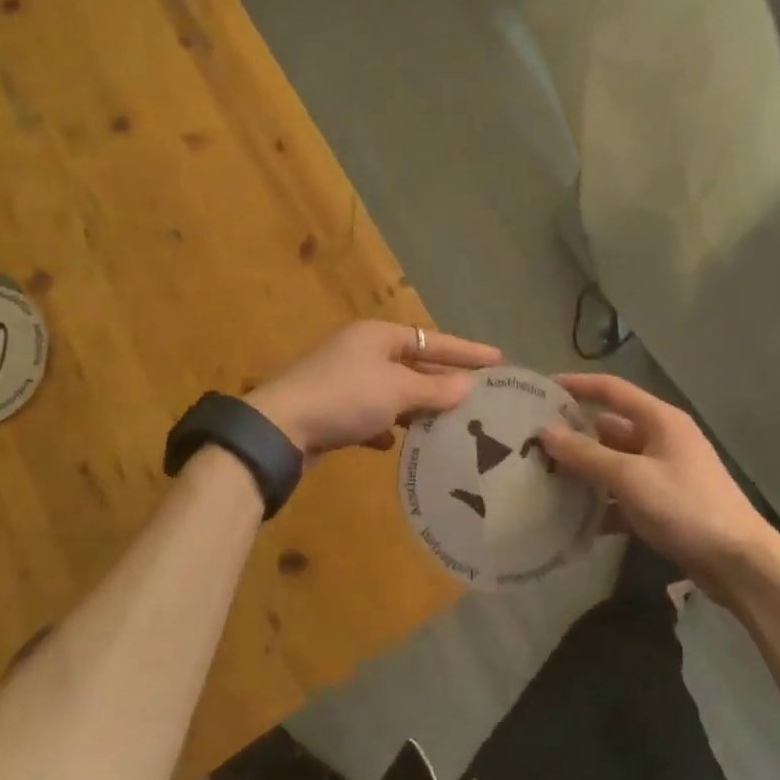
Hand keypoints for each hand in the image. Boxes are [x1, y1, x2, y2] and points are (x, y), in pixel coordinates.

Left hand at [248, 321, 501, 457]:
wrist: (280, 429)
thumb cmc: (345, 398)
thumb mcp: (396, 391)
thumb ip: (434, 389)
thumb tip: (468, 386)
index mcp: (378, 336)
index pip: (433, 340)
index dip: (467, 351)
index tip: (499, 359)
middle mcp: (362, 352)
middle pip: (413, 364)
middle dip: (442, 381)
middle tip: (478, 395)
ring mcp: (345, 380)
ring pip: (392, 391)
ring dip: (417, 407)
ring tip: (448, 423)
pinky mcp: (333, 410)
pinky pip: (370, 415)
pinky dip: (386, 427)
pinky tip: (396, 443)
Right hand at [540, 372, 779, 595]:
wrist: (741, 565)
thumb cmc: (686, 507)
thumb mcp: (631, 478)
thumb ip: (587, 455)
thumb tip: (545, 432)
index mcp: (660, 420)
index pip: (611, 389)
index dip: (577, 385)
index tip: (541, 389)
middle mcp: (662, 440)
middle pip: (610, 428)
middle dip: (574, 434)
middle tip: (533, 441)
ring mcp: (664, 473)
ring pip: (614, 464)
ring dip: (585, 471)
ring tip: (544, 477)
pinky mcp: (665, 505)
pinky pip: (624, 495)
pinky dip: (602, 504)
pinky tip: (573, 519)